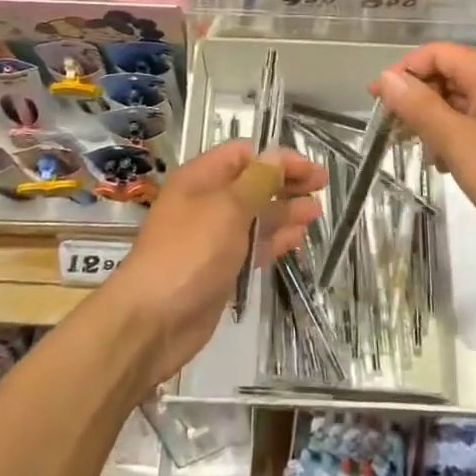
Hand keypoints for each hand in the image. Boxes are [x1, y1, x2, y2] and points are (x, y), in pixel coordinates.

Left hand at [103, 141, 324, 387]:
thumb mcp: (227, 208)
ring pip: (255, 216)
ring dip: (284, 211)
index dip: (277, 157)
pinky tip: (298, 238)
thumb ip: (257, 181)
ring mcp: (213, 238)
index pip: (242, 154)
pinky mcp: (220, 269)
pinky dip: (274, 239)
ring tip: (316, 212)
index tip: (310, 168)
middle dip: (285, 182)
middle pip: (251, 183)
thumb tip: (277, 156)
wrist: (153, 321)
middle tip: (322, 186)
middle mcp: (206, 202)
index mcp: (200, 178)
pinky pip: (252, 246)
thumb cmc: (189, 252)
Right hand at [370, 41, 475, 256]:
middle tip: (397, 131)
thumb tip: (386, 77)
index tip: (378, 101)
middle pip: (449, 74)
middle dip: (420, 99)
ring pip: (462, 99)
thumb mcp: (456, 141)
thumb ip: (419, 106)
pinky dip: (458, 134)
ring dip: (437, 121)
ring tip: (426, 154)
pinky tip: (450, 164)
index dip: (403, 71)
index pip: (436, 53)